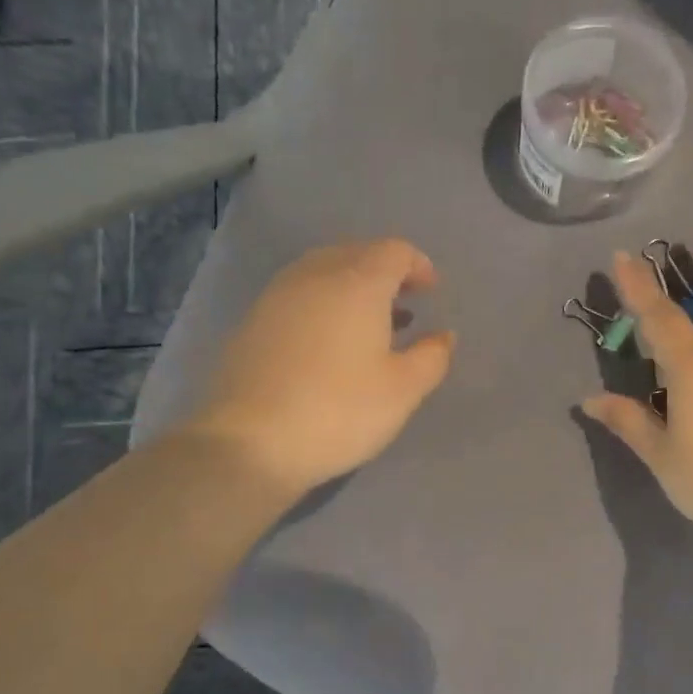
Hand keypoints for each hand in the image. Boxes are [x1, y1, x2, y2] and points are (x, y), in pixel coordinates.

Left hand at [181, 239, 455, 496]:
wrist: (249, 442)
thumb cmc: (339, 411)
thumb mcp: (403, 390)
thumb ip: (432, 357)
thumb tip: (443, 335)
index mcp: (357, 283)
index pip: (394, 251)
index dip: (418, 265)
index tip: (431, 292)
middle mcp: (315, 276)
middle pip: (357, 253)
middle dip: (386, 272)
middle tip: (405, 303)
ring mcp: (277, 296)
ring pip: (324, 271)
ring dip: (353, 286)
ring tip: (371, 323)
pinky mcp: (253, 321)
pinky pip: (300, 294)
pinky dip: (324, 303)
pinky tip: (331, 342)